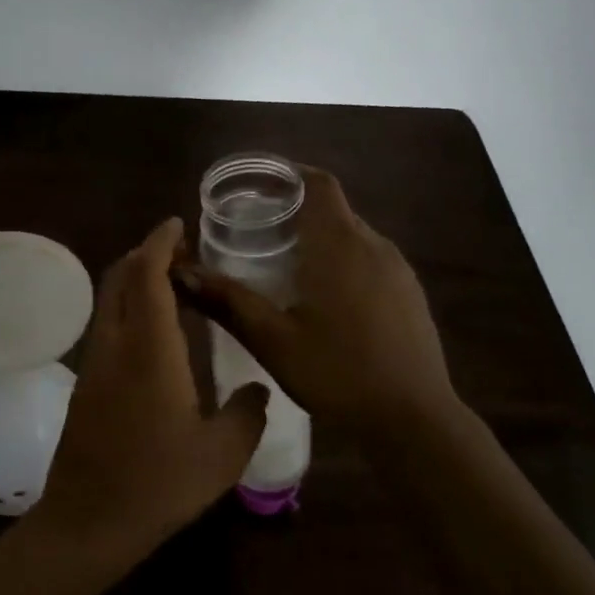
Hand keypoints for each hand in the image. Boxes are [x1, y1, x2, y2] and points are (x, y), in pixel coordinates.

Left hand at [30, 217, 269, 561]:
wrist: (87, 522)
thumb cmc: (158, 485)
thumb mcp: (222, 454)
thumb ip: (248, 412)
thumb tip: (258, 388)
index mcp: (149, 350)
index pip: (147, 275)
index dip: (160, 242)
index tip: (178, 223)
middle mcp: (115, 345)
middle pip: (120, 278)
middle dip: (147, 254)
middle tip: (183, 253)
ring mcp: (94, 364)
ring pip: (109, 302)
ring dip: (135, 281)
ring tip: (174, 286)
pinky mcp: (86, 385)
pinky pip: (107, 326)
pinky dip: (129, 309)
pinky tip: (156, 333)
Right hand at [173, 167, 460, 438]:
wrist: (414, 420)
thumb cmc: (338, 373)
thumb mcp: (273, 340)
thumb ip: (228, 301)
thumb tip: (181, 272)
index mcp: (340, 245)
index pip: (319, 184)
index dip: (289, 175)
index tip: (258, 184)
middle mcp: (374, 245)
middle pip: (334, 208)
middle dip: (297, 208)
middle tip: (257, 227)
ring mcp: (398, 270)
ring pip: (354, 235)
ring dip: (320, 236)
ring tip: (284, 260)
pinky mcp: (410, 294)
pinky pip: (371, 259)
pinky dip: (343, 259)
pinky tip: (324, 296)